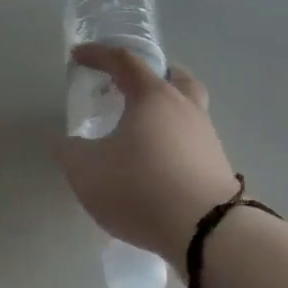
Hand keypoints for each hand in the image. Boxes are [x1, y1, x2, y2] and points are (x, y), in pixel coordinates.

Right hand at [58, 46, 238, 264]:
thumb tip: (70, 144)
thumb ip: (71, 152)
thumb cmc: (140, 188)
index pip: (124, 61)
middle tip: (128, 87)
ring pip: (187, 109)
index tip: (78, 56)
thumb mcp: (87, 171)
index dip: (98, 55)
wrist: (207, 232)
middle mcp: (185, 108)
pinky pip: (192, 141)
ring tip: (140, 131)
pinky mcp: (217, 166)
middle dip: (149, 75)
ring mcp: (207, 137)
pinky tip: (157, 163)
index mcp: (153, 96)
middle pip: (172, 77)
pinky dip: (173, 141)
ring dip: (164, 111)